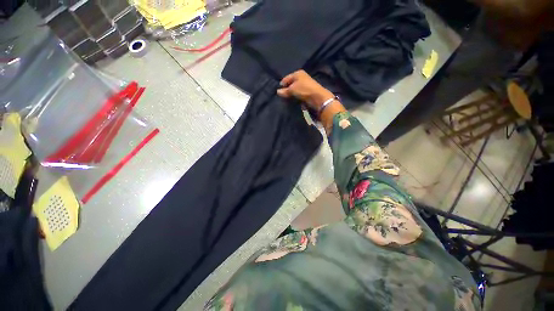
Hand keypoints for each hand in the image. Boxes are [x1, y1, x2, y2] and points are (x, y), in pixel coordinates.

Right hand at [276, 70, 334, 109]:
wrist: (318, 97)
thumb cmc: (304, 90)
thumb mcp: (292, 90)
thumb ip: (284, 91)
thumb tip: (278, 92)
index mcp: (297, 73)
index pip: (286, 78)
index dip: (282, 84)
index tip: (278, 91)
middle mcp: (302, 77)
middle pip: (291, 83)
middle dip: (287, 90)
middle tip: (282, 96)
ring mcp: (305, 84)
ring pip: (295, 89)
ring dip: (291, 94)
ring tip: (287, 99)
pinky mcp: (307, 91)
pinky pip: (299, 93)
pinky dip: (296, 96)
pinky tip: (293, 100)